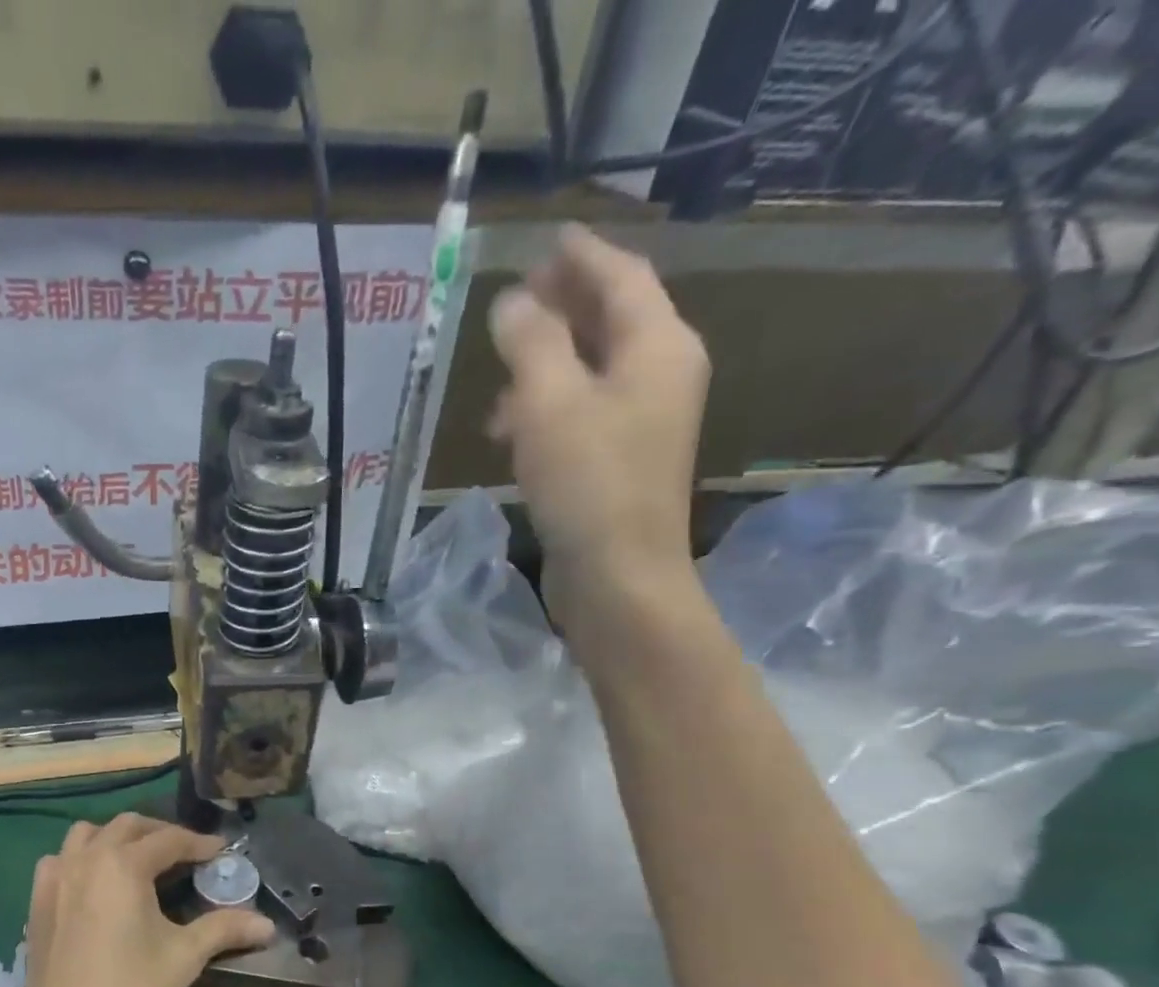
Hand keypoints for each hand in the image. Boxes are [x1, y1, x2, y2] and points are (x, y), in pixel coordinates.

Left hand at [12, 814, 273, 986]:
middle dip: (160, 833)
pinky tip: (94, 882)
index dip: (199, 844)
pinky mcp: (37, 899)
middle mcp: (87, 858)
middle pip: (128, 826)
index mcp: (123, 865)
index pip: (169, 840)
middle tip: (186, 854)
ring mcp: (56, 876)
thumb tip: (268, 925)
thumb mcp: (184, 957)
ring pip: (87, 834)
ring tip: (139, 860)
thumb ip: (224, 929)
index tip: (221, 852)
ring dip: (117, 838)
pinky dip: (81, 857)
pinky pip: (60, 859)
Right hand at [487, 225, 710, 619]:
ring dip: (546, 366)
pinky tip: (511, 433)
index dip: (582, 256)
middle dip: (562, 307)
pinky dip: (548, 409)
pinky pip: (584, 413)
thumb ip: (531, 342)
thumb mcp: (550, 403)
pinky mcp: (620, 461)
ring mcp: (643, 421)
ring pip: (592, 370)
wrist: (618, 576)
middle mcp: (661, 374)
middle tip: (515, 299)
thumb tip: (513, 302)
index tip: (547, 239)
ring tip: (497, 383)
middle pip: (612, 320)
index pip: (622, 277)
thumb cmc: (588, 482)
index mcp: (658, 346)